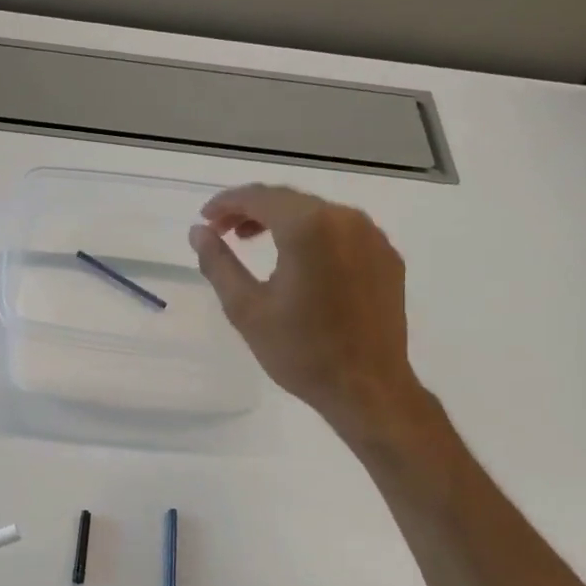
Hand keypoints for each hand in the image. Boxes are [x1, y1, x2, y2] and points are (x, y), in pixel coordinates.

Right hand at [191, 184, 429, 442]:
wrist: (367, 388)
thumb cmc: (301, 352)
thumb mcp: (246, 309)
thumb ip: (218, 263)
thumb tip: (198, 232)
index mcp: (308, 227)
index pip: (260, 197)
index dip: (226, 202)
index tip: (204, 219)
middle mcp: (346, 219)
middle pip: (291, 201)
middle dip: (253, 210)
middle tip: (223, 232)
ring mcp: (373, 237)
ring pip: (319, 214)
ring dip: (283, 222)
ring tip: (255, 243)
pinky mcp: (388, 258)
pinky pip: (344, 233)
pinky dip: (314, 237)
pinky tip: (300, 263)